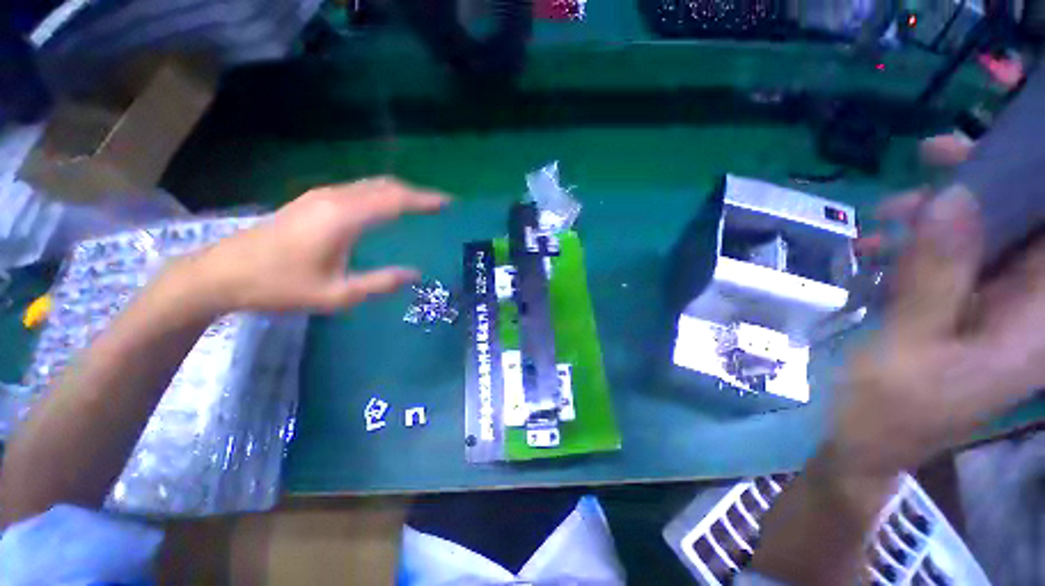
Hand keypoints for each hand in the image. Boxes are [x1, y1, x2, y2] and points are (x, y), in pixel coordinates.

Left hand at [182, 177, 448, 314]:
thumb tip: (415, 274)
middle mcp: (335, 199)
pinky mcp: (312, 200)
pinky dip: (381, 194)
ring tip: (419, 205)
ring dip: (399, 192)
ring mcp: (321, 196)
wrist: (222, 274)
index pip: (396, 200)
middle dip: (416, 193)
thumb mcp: (337, 295)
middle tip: (439, 205)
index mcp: (344, 218)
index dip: (425, 200)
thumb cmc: (281, 286)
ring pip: (371, 185)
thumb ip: (380, 283)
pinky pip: (358, 190)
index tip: (448, 203)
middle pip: (385, 186)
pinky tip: (385, 207)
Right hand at [828, 187, 1044, 477]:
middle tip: (930, 161)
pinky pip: (954, 261)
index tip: (995, 145)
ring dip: (942, 216)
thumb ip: (935, 279)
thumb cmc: (887, 408)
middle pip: (1027, 227)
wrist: (866, 441)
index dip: (1036, 184)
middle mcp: (1028, 309)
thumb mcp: (908, 347)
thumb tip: (953, 199)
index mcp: (1034, 324)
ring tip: (888, 213)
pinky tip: (879, 247)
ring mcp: (993, 309)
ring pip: (987, 239)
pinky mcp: (963, 310)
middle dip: (984, 186)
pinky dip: (920, 245)